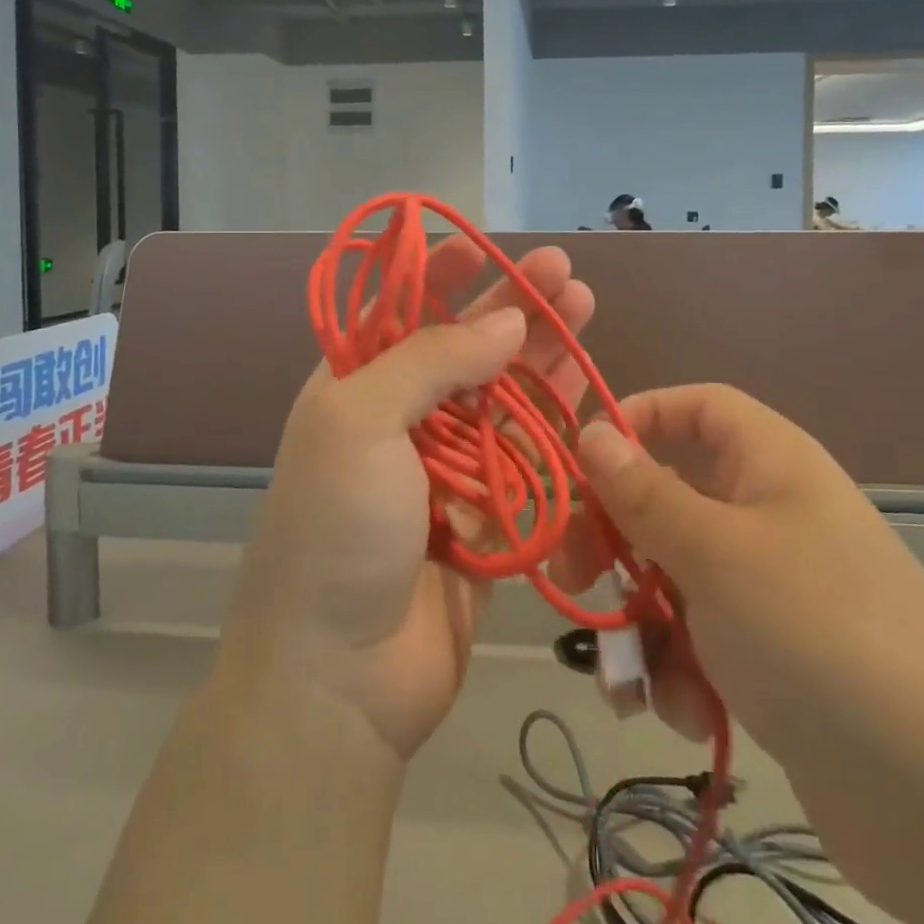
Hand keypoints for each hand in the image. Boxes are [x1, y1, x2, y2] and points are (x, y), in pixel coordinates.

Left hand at [220, 238, 596, 761]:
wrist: (339, 678)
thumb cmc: (336, 531)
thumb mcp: (359, 423)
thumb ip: (430, 361)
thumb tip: (503, 321)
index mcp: (354, 391)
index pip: (399, 314)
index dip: (439, 276)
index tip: (485, 246)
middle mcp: (399, 423)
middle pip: (463, 349)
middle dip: (511, 308)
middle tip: (564, 272)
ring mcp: (445, 471)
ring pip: (502, 398)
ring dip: (541, 355)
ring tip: (584, 309)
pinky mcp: (487, 517)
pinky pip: (527, 458)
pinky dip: (555, 423)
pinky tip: (586, 388)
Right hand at [550, 385, 923, 923]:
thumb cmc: (814, 633)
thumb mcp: (713, 553)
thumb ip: (642, 492)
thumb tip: (590, 431)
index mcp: (770, 464)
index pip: (697, 407)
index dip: (639, 418)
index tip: (583, 459)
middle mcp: (771, 515)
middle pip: (670, 497)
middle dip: (617, 540)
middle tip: (573, 576)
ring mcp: (774, 590)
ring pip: (676, 579)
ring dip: (646, 627)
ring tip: (642, 681)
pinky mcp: (775, 659)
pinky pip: (703, 641)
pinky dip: (685, 674)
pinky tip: (695, 715)